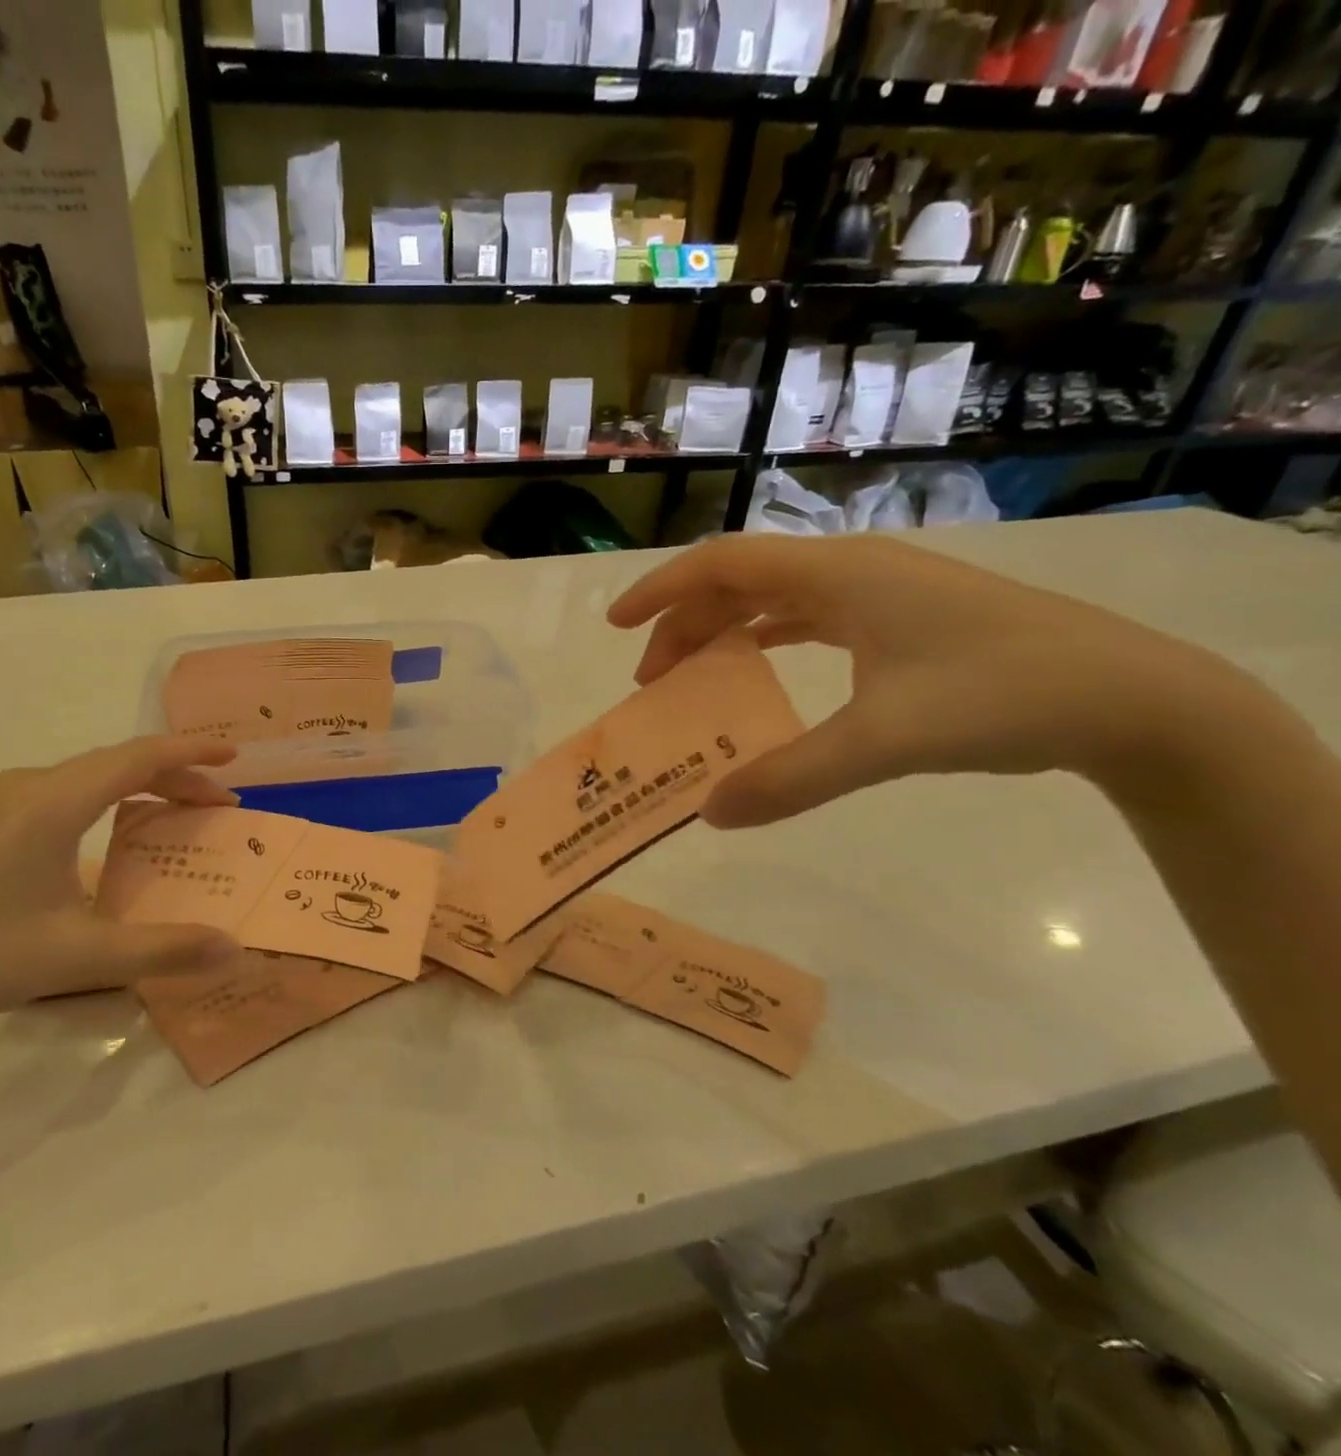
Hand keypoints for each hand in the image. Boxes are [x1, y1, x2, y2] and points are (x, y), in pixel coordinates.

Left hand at [0, 736, 242, 1034]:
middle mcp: (30, 786)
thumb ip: (162, 950)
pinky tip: (116, 831)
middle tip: (220, 804)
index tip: (234, 755)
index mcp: (54, 803)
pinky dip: (110, 797)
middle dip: (176, 774)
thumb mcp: (78, 957)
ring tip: (179, 812)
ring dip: (142, 785)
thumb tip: (232, 947)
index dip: (191, 751)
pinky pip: (67, 789)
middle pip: (119, 761)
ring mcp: (4, 800)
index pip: (138, 758)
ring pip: (91, 774)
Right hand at [608, 533, 1259, 827]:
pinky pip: (809, 616)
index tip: (616, 626)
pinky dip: (767, 640)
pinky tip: (760, 668)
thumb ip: (791, 778)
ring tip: (692, 678)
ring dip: (723, 632)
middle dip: (684, 625)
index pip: (722, 564)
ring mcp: (881, 591)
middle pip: (740, 582)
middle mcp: (851, 570)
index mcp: (838, 576)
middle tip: (652, 681)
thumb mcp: (885, 742)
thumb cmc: (1004, 696)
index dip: (660, 591)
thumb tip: (709, 814)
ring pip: (774, 599)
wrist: (1138, 699)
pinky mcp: (902, 617)